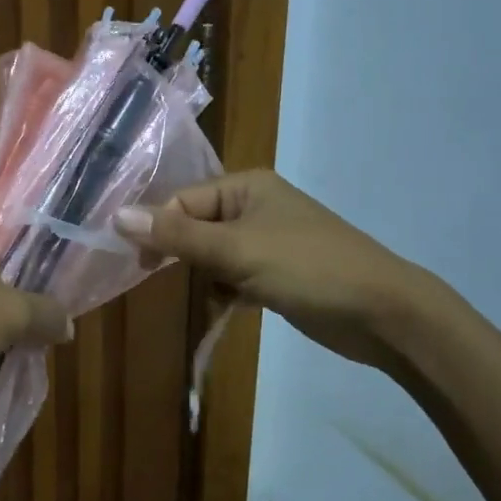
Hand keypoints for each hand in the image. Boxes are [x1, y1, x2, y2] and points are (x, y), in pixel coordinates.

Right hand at [114, 170, 427, 369]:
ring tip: (216, 295)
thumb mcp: (236, 251)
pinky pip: (234, 275)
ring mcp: (268, 240)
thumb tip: (116, 215)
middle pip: (196, 226)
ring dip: (206, 276)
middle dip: (183, 255)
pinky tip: (229, 307)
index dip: (159, 230)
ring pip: (213, 254)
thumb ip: (176, 235)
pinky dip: (226, 290)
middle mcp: (255, 206)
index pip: (183, 202)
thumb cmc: (308, 269)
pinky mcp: (278, 272)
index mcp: (246, 186)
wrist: (384, 314)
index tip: (142, 265)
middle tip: (165, 279)